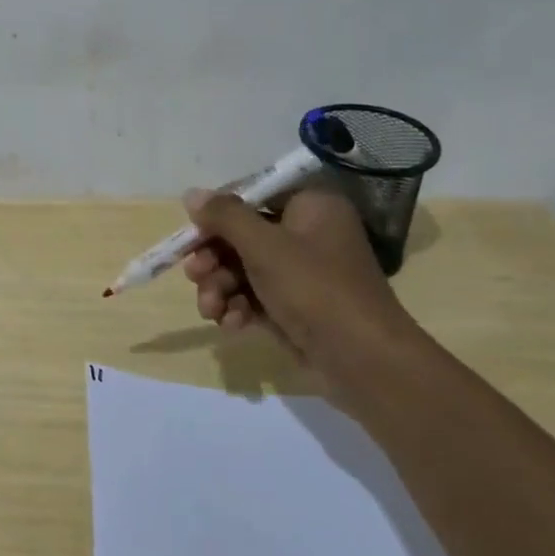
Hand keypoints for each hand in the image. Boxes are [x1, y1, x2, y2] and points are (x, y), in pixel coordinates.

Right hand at [181, 181, 425, 397]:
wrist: (363, 361)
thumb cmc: (314, 289)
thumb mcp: (264, 247)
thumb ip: (225, 217)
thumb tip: (191, 194)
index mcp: (311, 206)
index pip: (253, 195)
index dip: (218, 214)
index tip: (191, 234)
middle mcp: (309, 234)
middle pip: (244, 235)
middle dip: (214, 259)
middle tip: (193, 275)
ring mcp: (304, 273)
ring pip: (245, 269)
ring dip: (220, 287)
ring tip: (210, 309)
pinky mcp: (297, 308)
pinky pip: (257, 297)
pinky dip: (239, 307)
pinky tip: (230, 324)